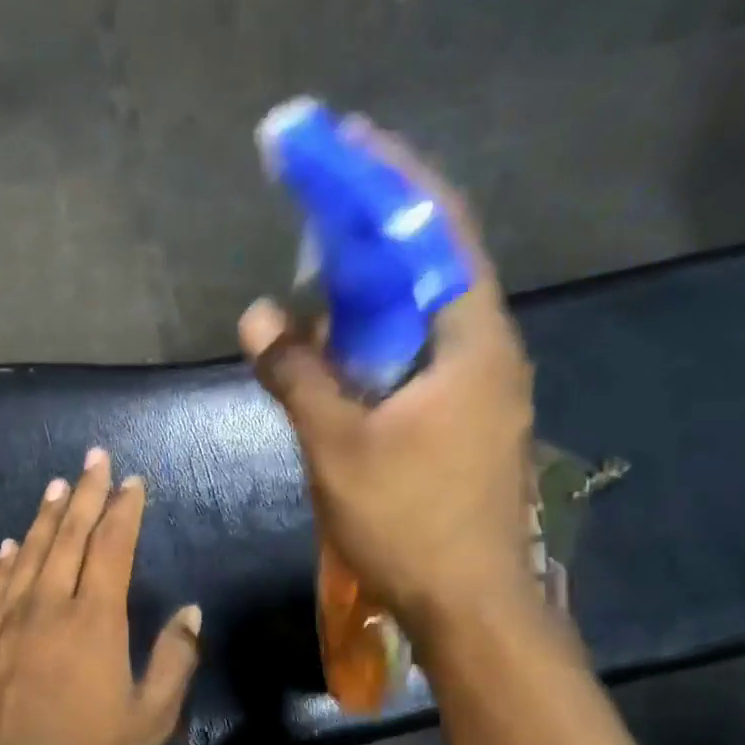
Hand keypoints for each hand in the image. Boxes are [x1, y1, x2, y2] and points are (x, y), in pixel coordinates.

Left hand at [0, 449, 201, 744]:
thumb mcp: (151, 720)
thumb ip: (174, 660)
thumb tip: (191, 612)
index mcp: (95, 620)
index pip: (112, 547)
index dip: (124, 510)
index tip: (132, 481)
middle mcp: (49, 606)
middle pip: (69, 536)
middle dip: (85, 493)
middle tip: (94, 457)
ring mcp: (8, 622)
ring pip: (30, 554)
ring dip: (46, 516)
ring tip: (57, 484)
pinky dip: (5, 561)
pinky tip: (11, 544)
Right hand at [239, 120, 536, 645]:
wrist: (470, 603)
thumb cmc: (409, 521)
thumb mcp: (338, 447)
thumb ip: (296, 375)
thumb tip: (256, 316)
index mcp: (472, 342)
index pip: (438, 232)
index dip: (393, 180)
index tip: (349, 141)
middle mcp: (488, 352)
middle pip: (436, 264)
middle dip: (380, 227)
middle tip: (323, 204)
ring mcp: (483, 389)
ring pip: (427, 314)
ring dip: (378, 287)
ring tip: (323, 271)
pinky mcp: (469, 421)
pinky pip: (422, 355)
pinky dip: (382, 336)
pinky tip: (344, 348)